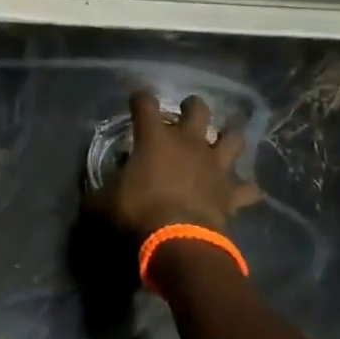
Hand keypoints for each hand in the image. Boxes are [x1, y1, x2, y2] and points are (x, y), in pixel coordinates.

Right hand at [89, 90, 260, 241]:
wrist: (178, 239)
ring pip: (233, 138)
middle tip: (186, 114)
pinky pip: (247, 188)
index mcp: (155, 139)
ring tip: (222, 142)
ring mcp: (215, 165)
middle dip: (192, 107)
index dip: (140, 99)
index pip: (145, 104)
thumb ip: (98, 192)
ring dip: (228, 138)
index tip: (136, 101)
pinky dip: (245, 189)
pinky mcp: (231, 192)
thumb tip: (92, 195)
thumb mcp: (102, 202)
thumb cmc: (136, 213)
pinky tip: (241, 191)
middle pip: (198, 109)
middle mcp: (188, 143)